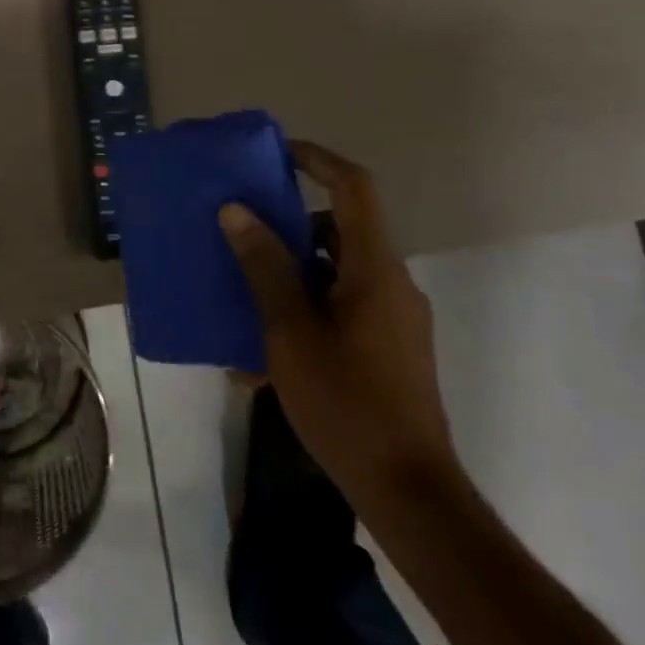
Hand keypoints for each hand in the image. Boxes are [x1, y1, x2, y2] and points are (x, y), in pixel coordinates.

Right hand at [219, 141, 460, 508]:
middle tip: (242, 235)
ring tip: (243, 298)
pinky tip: (265, 354)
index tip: (276, 154)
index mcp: (374, 268)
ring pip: (337, 273)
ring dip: (292, 276)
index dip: (318, 160)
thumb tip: (236, 211)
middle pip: (339, 231)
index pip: (353, 188)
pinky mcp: (390, 350)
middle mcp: (392, 284)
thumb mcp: (291, 331)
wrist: (408, 491)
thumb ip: (265, 267)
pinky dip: (306, 311)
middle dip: (288, 228)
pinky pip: (343, 309)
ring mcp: (395, 319)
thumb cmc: (346, 402)